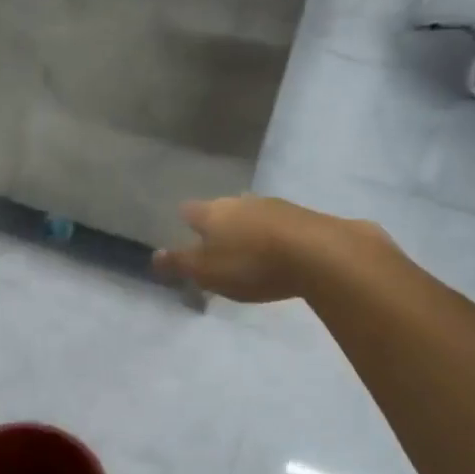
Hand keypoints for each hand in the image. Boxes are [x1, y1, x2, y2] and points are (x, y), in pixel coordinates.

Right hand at [154, 196, 344, 303]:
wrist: (320, 254)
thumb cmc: (251, 264)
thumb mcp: (207, 272)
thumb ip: (180, 264)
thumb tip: (153, 256)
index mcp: (212, 212)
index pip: (190, 210)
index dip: (186, 220)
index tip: (184, 231)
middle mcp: (241, 201)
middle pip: (223, 208)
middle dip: (220, 222)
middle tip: (217, 241)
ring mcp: (275, 205)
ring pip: (253, 212)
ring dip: (249, 226)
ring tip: (248, 246)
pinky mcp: (305, 216)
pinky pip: (281, 223)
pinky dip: (275, 233)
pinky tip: (280, 249)